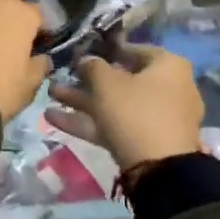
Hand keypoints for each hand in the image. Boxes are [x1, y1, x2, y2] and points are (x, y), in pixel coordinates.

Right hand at [46, 44, 203, 170]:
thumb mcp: (107, 83)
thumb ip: (92, 66)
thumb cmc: (135, 111)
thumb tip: (86, 59)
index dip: (106, 50)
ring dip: (82, 101)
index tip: (82, 53)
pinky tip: (53, 118)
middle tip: (61, 76)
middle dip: (86, 80)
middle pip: (122, 80)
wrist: (159, 168)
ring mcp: (159, 117)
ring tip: (50, 94)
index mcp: (168, 66)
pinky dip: (89, 121)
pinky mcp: (147, 141)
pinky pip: (116, 124)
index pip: (135, 50)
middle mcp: (169, 88)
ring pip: (116, 104)